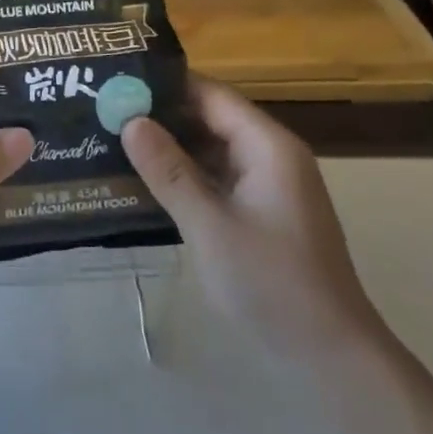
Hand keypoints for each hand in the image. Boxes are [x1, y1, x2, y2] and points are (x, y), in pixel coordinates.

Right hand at [121, 80, 382, 354]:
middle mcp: (270, 156)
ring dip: (169, 146)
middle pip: (211, 119)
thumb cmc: (270, 282)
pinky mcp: (259, 212)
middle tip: (104, 111)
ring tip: (112, 139)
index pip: (212, 95)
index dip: (166, 85)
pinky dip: (183, 175)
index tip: (117, 81)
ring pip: (211, 150)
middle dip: (161, 115)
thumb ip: (169, 171)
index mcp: (268, 147)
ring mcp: (266, 186)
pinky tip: (142, 180)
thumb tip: (130, 121)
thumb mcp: (210, 225)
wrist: (327, 352)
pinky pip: (216, 178)